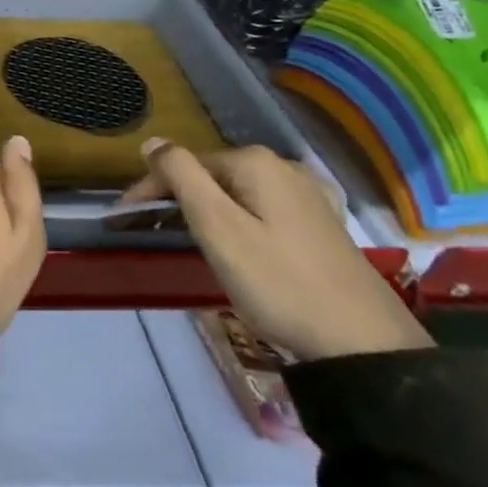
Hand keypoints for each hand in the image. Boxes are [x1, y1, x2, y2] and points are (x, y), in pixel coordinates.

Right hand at [123, 139, 429, 361]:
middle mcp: (284, 167)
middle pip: (212, 176)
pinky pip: (263, 209)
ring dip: (208, 211)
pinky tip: (238, 243)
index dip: (150, 189)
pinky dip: (239, 220)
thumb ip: (181, 176)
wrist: (363, 344)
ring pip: (238, 193)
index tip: (124, 220)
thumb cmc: (278, 283)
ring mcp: (310, 195)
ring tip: (187, 239)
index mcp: (256, 163)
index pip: (184, 164)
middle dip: (178, 199)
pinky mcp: (323, 224)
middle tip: (152, 232)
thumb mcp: (218, 228)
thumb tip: (153, 141)